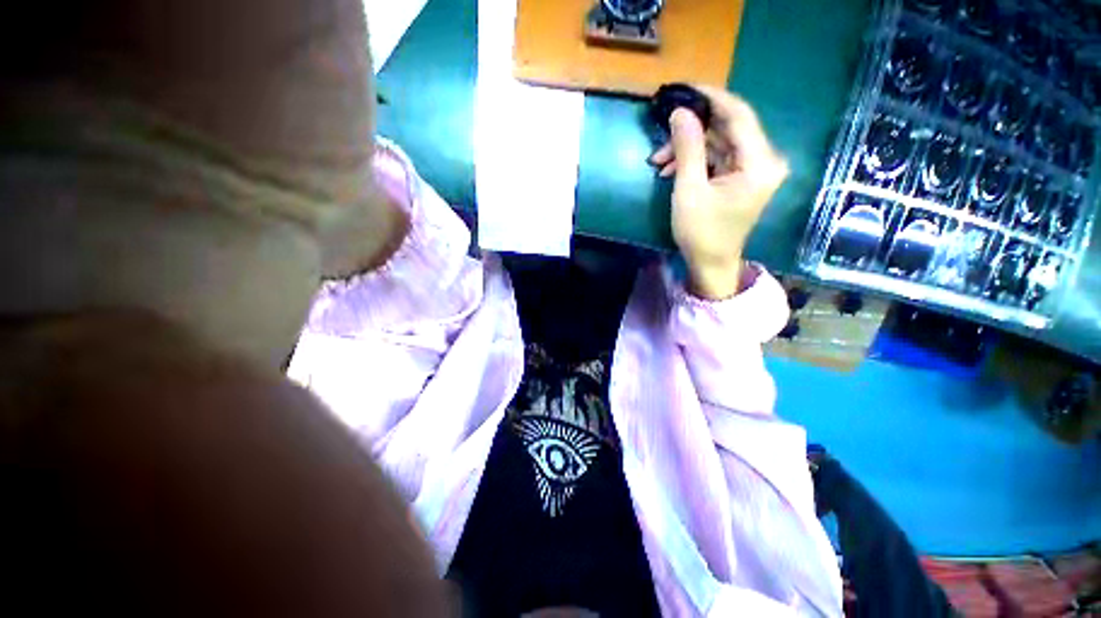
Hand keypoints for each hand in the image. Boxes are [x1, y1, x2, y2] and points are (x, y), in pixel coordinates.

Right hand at [649, 86, 787, 299]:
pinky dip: (695, 161)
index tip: (684, 89)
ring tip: (658, 162)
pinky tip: (671, 170)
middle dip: (691, 131)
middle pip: (727, 129)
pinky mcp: (742, 178)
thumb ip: (688, 148)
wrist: (711, 263)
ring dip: (688, 149)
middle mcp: (764, 160)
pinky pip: (718, 158)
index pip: (739, 115)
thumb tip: (680, 112)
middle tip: (661, 135)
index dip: (711, 99)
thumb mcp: (689, 190)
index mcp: (759, 162)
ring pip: (719, 144)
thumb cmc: (701, 232)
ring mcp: (753, 169)